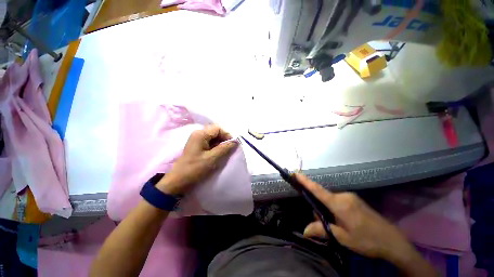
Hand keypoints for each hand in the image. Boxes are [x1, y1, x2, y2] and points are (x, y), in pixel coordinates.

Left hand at [156, 124, 237, 194]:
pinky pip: (207, 145)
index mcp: (200, 134)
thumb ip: (225, 148)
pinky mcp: (195, 148)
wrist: (179, 180)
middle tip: (228, 152)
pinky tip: (216, 158)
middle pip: (215, 132)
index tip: (232, 147)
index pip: (218, 128)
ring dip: (219, 146)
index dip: (227, 136)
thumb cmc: (195, 168)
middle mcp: (197, 134)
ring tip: (223, 156)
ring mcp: (195, 141)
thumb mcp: (212, 159)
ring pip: (212, 139)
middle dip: (223, 141)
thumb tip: (236, 141)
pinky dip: (214, 149)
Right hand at [296, 174, 435, 275]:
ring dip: (327, 216)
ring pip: (332, 205)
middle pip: (324, 200)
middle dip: (317, 212)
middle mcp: (347, 198)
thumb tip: (305, 229)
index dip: (306, 183)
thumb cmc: (365, 240)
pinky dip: (335, 216)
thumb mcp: (342, 238)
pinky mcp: (358, 205)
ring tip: (332, 233)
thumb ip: (323, 230)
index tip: (295, 174)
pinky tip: (340, 229)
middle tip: (319, 231)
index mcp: (341, 204)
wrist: (388, 239)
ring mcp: (354, 200)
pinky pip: (340, 207)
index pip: (319, 192)